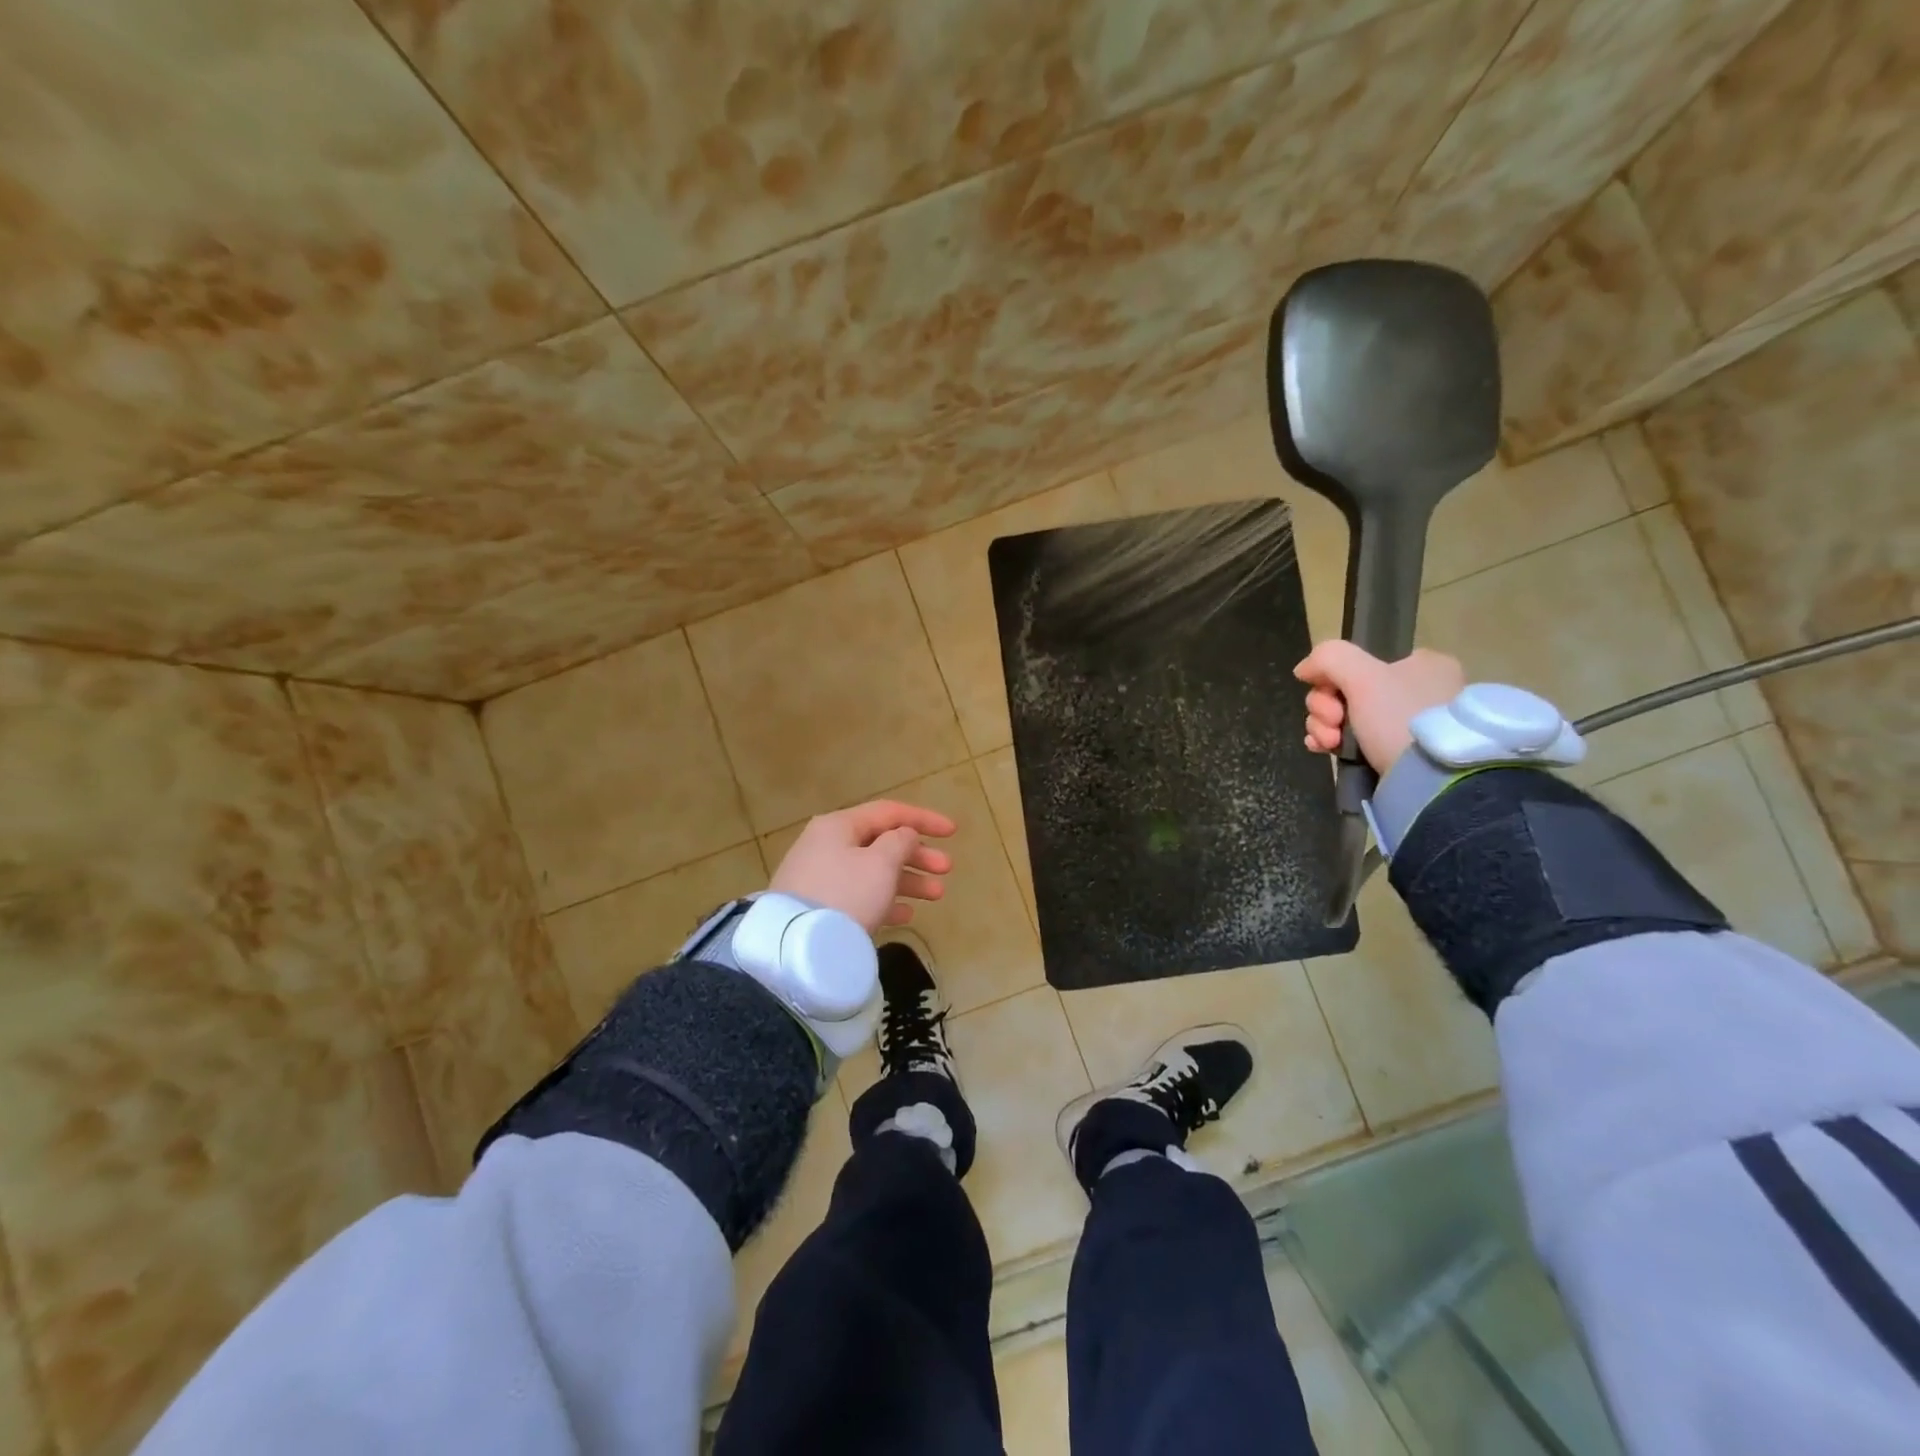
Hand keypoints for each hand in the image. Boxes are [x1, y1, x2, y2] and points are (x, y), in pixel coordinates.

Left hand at [770, 800, 956, 933]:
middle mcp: (827, 845)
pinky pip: (859, 896)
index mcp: (839, 826)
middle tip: (946, 869)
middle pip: (881, 843)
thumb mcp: (881, 863)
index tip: (953, 832)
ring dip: (907, 880)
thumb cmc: (846, 894)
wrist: (797, 946)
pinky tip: (907, 914)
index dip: (923, 819)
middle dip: (918, 855)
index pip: (888, 812)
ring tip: (937, 895)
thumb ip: (900, 842)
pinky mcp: (818, 907)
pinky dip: (885, 900)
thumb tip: (904, 835)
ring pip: (872, 871)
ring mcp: (820, 878)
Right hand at [1294, 642, 1465, 774]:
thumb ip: (1329, 659)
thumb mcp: (1364, 676)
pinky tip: (1322, 748)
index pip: (1360, 662)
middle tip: (1333, 722)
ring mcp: (1404, 726)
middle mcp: (1415, 692)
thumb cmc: (1399, 718)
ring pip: (1343, 716)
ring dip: (1323, 726)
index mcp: (1422, 666)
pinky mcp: (1392, 755)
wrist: (1428, 781)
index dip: (1333, 677)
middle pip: (1346, 690)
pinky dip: (1330, 742)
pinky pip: (1349, 740)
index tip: (1330, 693)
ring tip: (1329, 743)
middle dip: (1325, 707)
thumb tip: (1303, 669)